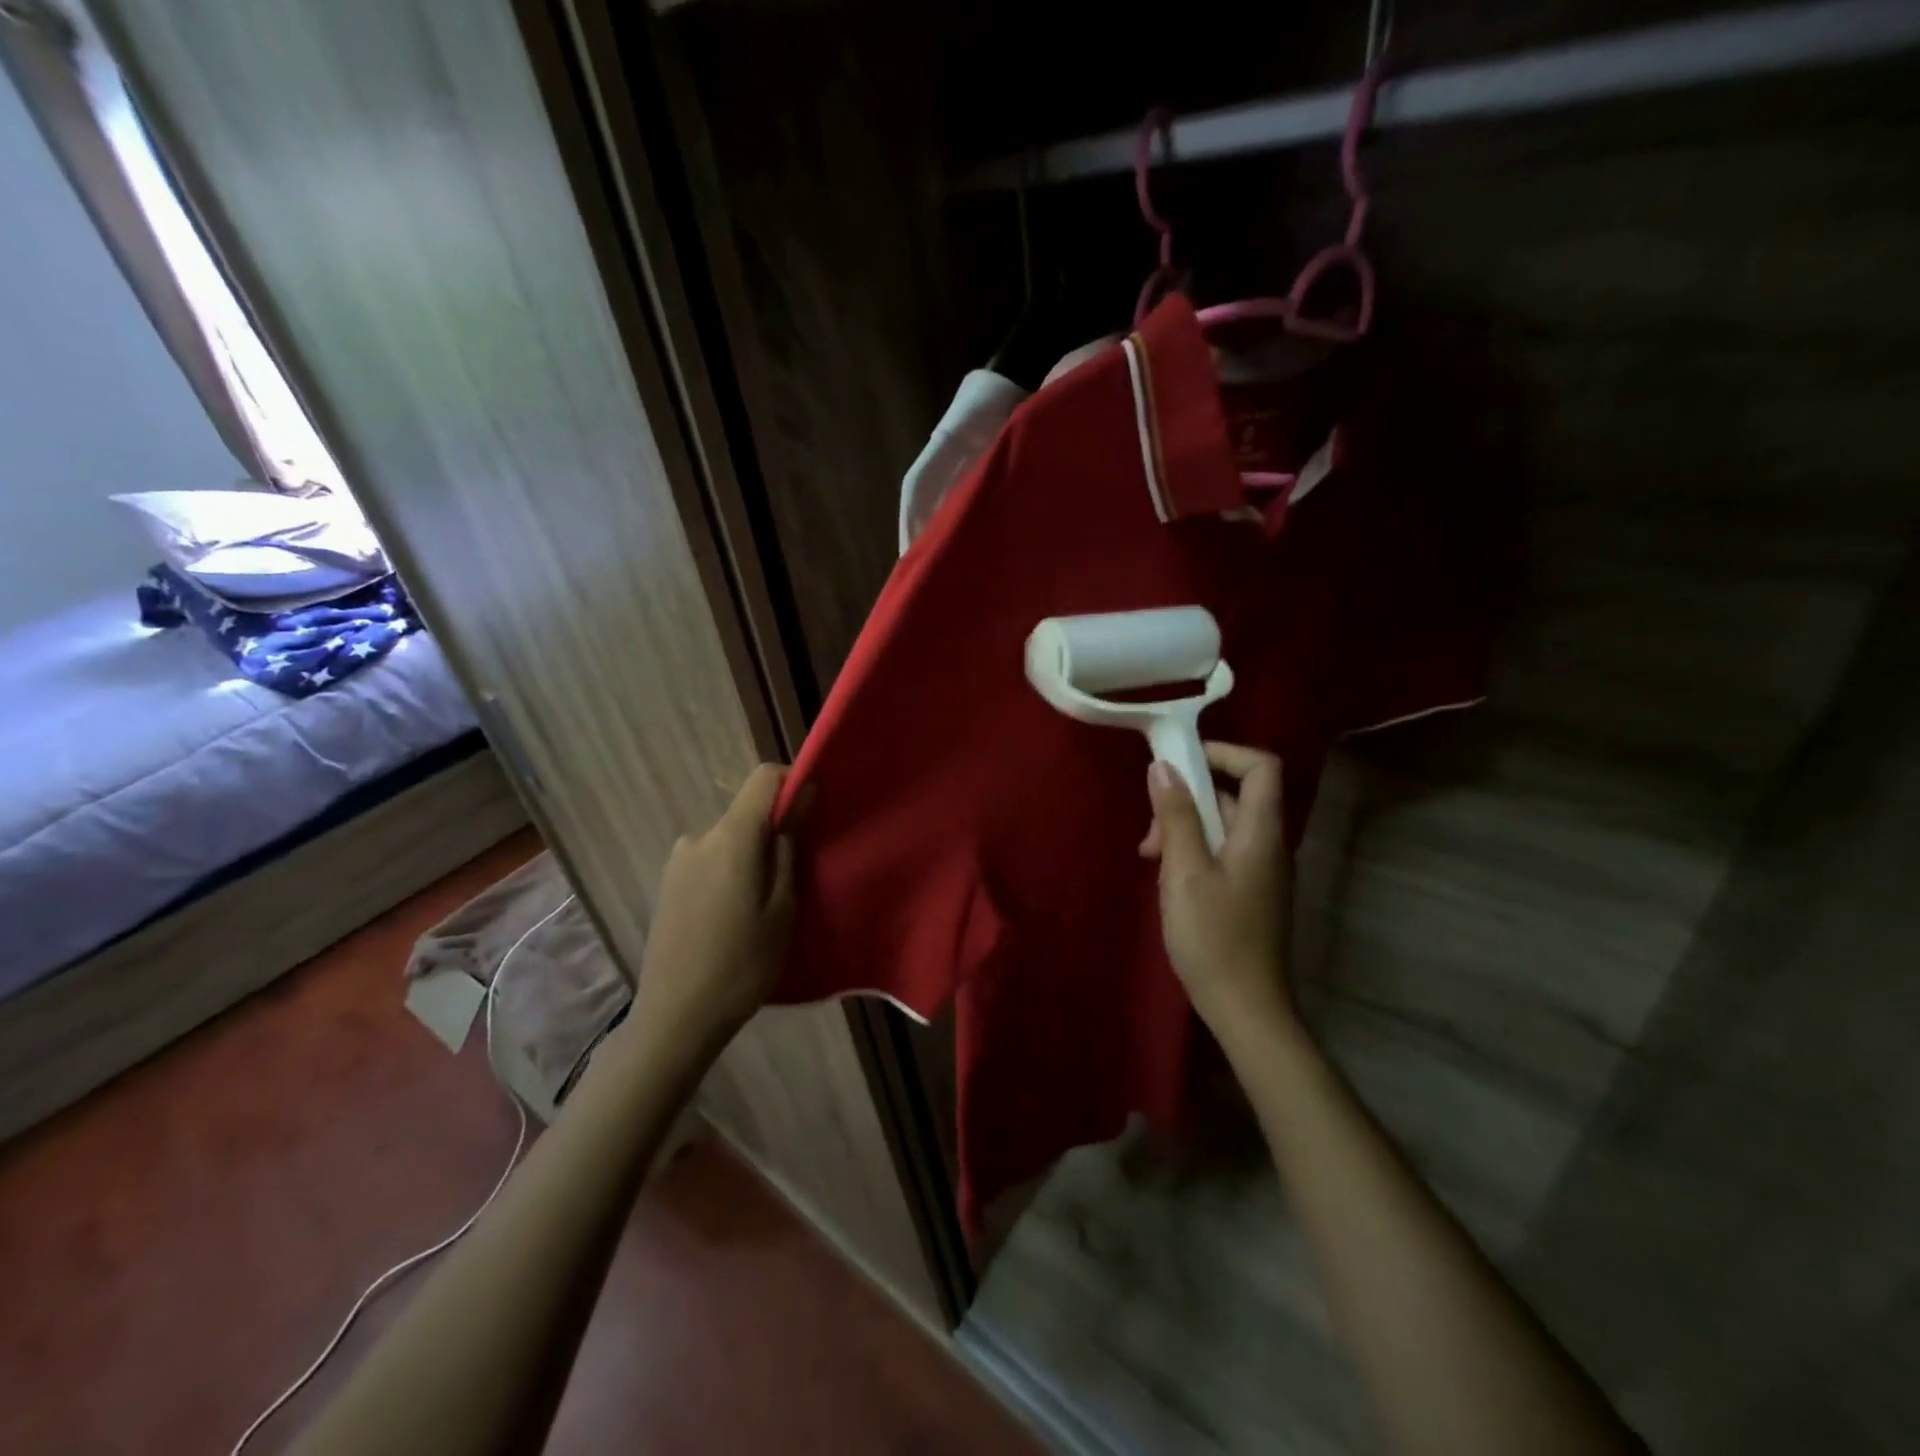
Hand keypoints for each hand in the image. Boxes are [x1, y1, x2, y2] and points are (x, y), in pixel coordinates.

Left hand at [634, 764, 797, 1047]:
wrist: (675, 1018)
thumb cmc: (742, 965)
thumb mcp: (782, 907)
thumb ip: (789, 846)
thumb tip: (802, 797)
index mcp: (730, 837)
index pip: (763, 778)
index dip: (792, 784)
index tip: (812, 813)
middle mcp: (699, 837)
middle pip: (746, 812)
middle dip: (774, 831)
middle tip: (794, 877)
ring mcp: (678, 860)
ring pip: (729, 839)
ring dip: (750, 856)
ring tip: (763, 905)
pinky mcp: (668, 882)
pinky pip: (710, 859)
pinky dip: (730, 872)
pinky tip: (734, 916)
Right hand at [1140, 742, 1295, 1030]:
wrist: (1246, 1009)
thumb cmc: (1213, 936)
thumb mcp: (1184, 871)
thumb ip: (1175, 817)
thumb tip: (1163, 767)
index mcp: (1261, 833)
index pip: (1261, 767)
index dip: (1224, 753)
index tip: (1179, 762)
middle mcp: (1269, 845)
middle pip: (1234, 796)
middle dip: (1187, 800)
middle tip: (1150, 831)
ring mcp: (1261, 872)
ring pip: (1223, 827)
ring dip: (1184, 829)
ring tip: (1150, 858)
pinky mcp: (1250, 894)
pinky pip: (1223, 853)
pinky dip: (1193, 852)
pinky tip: (1167, 878)